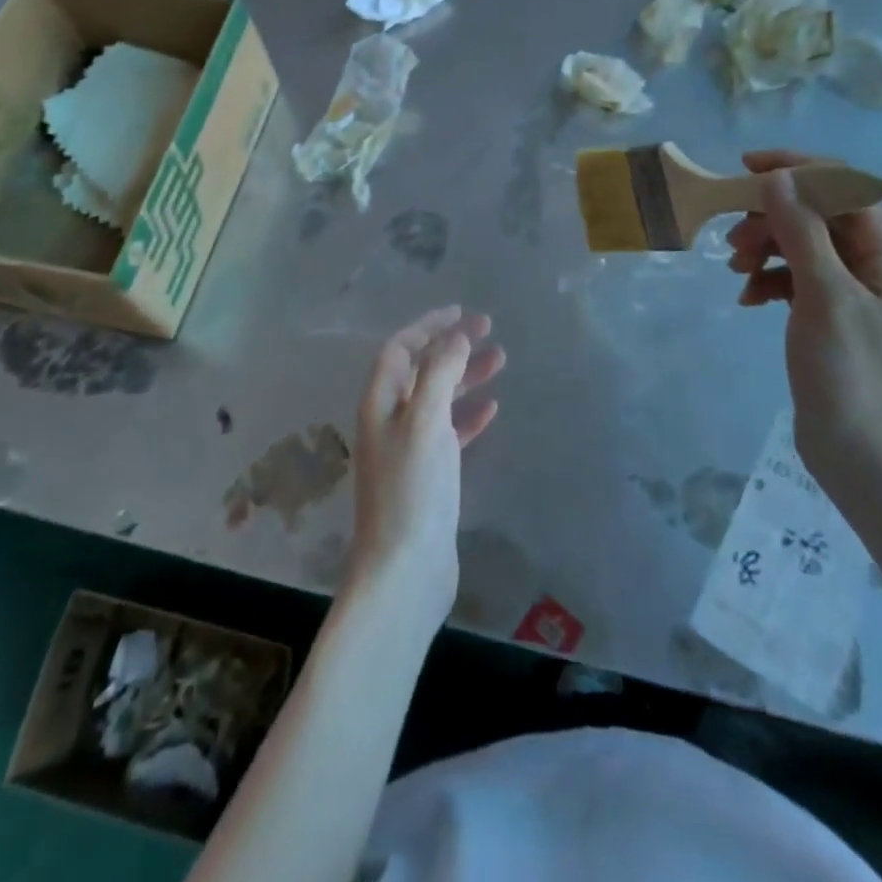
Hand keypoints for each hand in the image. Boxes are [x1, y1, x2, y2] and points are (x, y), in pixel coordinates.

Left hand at [347, 307, 505, 640]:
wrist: (405, 569)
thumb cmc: (412, 489)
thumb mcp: (424, 421)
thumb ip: (438, 373)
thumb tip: (455, 338)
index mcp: (380, 402)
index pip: (400, 348)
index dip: (427, 325)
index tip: (460, 312)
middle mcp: (390, 419)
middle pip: (421, 369)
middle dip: (451, 346)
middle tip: (488, 330)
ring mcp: (409, 449)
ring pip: (439, 398)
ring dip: (466, 377)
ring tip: (501, 360)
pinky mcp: (428, 475)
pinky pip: (450, 432)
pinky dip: (468, 415)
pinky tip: (491, 409)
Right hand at [726, 151, 881, 496]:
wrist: (864, 458)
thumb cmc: (850, 374)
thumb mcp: (823, 296)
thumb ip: (801, 231)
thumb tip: (776, 176)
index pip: (843, 185)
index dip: (796, 169)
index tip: (744, 169)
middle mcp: (873, 263)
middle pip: (817, 212)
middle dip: (772, 216)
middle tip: (733, 240)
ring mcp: (850, 291)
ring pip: (801, 243)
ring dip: (766, 246)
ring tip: (736, 270)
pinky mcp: (828, 315)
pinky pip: (793, 277)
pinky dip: (768, 279)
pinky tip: (748, 299)